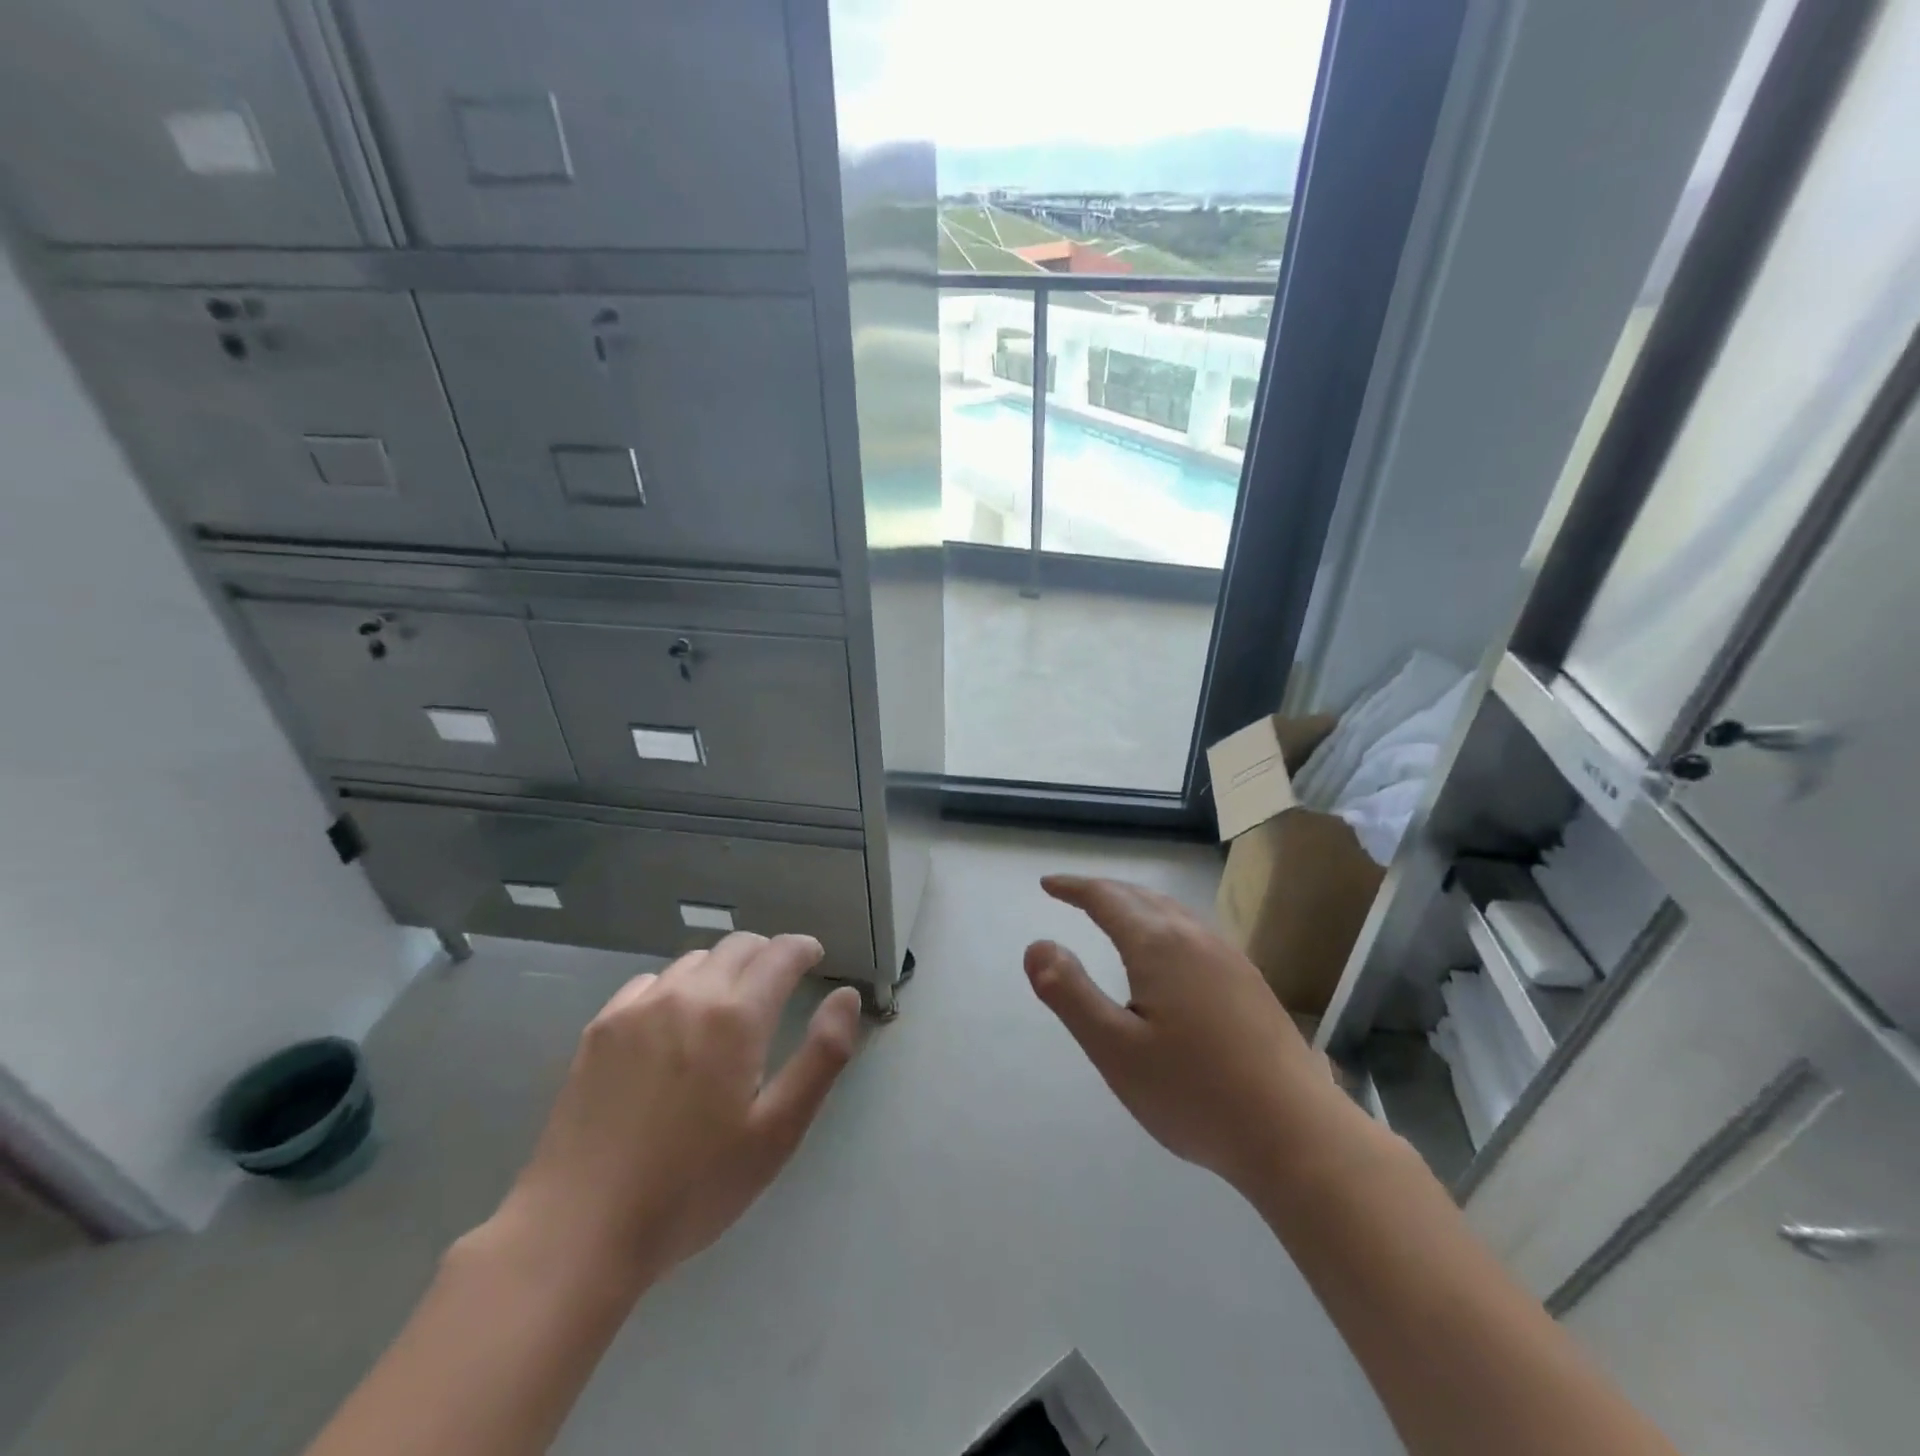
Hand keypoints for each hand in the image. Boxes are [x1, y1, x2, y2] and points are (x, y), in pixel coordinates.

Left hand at [492, 933, 862, 1288]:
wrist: (578, 1231)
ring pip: (695, 960)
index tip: (815, 957)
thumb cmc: (692, 1188)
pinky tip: (674, 1026)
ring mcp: (638, 1007)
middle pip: (738, 946)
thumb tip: (846, 995)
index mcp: (735, 1017)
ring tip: (729, 1005)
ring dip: (723, 969)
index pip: (780, 953)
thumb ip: (822, 1056)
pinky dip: (677, 988)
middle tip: (780, 983)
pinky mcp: (600, 1027)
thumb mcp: (777, 1133)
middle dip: (767, 954)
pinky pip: (651, 983)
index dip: (803, 948)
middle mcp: (688, 994)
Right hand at [1025, 875, 1359, 1197]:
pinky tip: (1168, 953)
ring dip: (1136, 904)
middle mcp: (1195, 938)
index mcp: (1158, 945)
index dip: (1074, 888)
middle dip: (1103, 891)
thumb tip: (1037, 945)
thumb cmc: (1194, 1093)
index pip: (1107, 898)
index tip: (1048, 885)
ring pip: (1172, 912)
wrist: (1296, 1134)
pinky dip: (1163, 923)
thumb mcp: (1115, 1049)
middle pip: (1141, 897)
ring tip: (1114, 914)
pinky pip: (1194, 932)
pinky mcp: (1250, 982)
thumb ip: (1070, 993)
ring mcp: (1230, 958)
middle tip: (1074, 895)